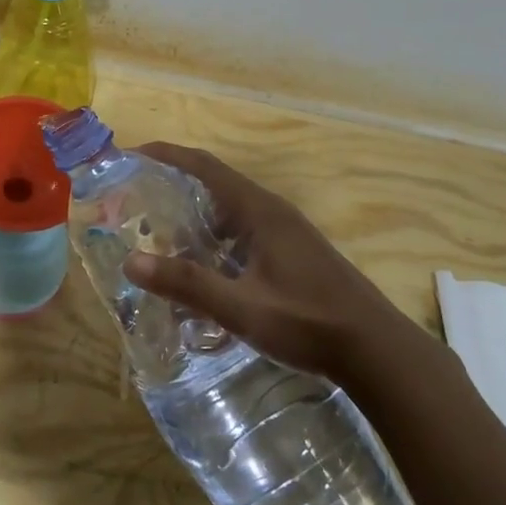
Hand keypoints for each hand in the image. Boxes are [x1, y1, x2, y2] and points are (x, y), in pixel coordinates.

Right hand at [122, 143, 410, 382]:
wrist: (376, 349)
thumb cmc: (308, 322)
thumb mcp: (241, 307)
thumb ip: (188, 284)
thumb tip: (131, 261)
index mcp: (258, 210)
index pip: (203, 165)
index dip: (165, 155)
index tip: (129, 155)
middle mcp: (271, 211)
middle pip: (213, 182)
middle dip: (172, 185)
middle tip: (133, 201)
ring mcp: (285, 232)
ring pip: (229, 209)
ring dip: (193, 213)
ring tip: (158, 232)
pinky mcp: (292, 252)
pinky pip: (242, 230)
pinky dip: (213, 236)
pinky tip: (201, 267)